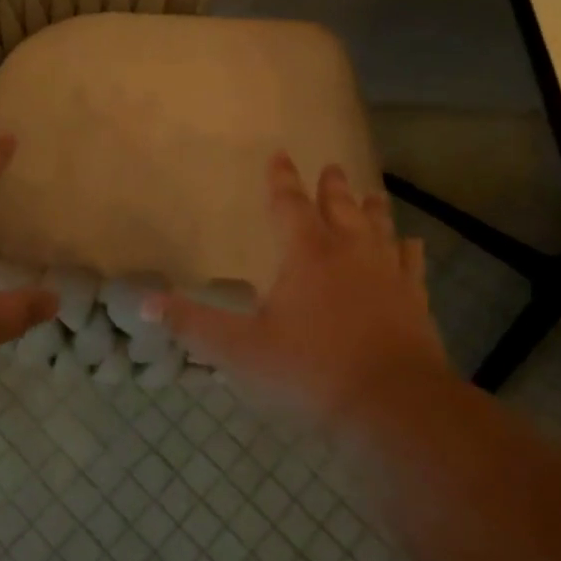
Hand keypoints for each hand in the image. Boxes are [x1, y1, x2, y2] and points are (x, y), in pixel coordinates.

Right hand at [151, 153, 451, 432]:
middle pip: (340, 207)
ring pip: (379, 228)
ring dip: (372, 209)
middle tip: (332, 167)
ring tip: (371, 193)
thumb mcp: (240, 351)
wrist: (393, 406)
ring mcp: (387, 274)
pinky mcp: (414, 301)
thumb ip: (194, 325)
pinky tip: (412, 244)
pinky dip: (409, 251)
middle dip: (331, 186)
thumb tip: (145, 303)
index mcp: (306, 255)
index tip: (280, 154)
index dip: (281, 180)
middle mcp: (349, 253)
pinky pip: (411, 265)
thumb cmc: (310, 372)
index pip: (289, 205)